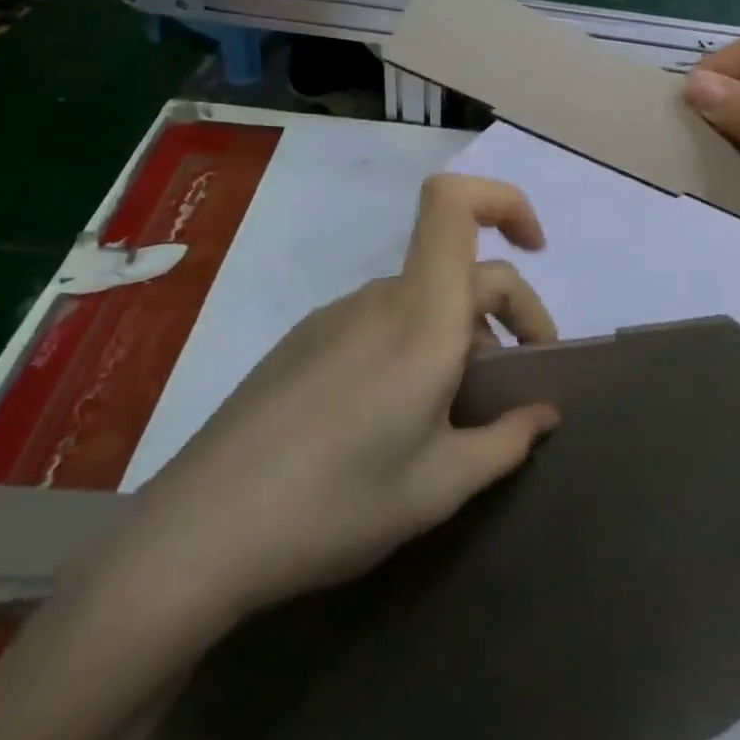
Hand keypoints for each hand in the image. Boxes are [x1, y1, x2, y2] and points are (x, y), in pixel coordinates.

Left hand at [119, 175, 560, 626]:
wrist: (195, 538)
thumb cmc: (334, 505)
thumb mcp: (438, 487)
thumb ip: (506, 442)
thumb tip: (545, 414)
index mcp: (421, 315)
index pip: (455, 204)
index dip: (504, 202)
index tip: (538, 250)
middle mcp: (381, 298)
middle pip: (463, 267)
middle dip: (512, 310)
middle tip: (524, 384)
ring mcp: (336, 317)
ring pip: (425, 298)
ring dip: (463, 334)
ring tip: (460, 411)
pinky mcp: (305, 342)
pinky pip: (384, 321)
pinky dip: (418, 344)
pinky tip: (398, 417)